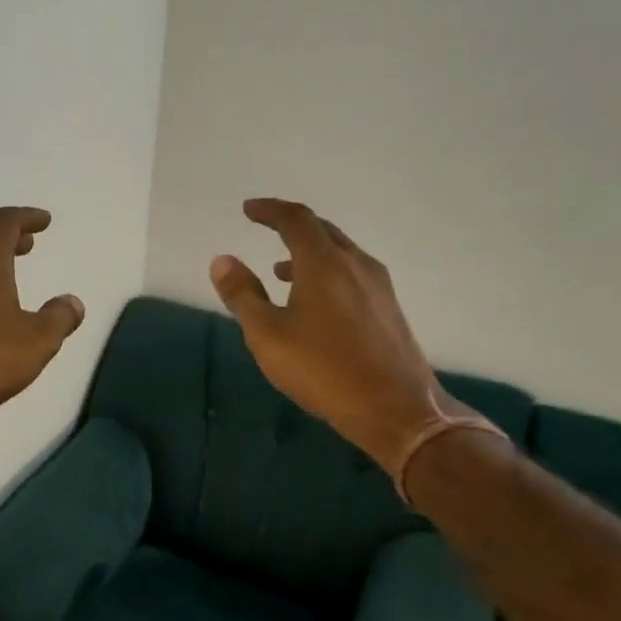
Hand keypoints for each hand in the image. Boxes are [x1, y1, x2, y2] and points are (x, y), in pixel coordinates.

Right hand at [210, 198, 451, 472]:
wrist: (397, 410)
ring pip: (339, 252)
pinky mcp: (388, 309)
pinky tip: (314, 300)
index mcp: (324, 263)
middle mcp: (355, 264)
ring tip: (280, 269)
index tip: (248, 209)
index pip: (295, 219)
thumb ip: (243, 294)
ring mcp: (378, 286)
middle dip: (290, 224)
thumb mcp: (268, 335)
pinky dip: (326, 271)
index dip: (269, 210)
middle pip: (322, 229)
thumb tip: (222, 260)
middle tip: (265, 226)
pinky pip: (352, 272)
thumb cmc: (323, 370)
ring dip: (308, 251)